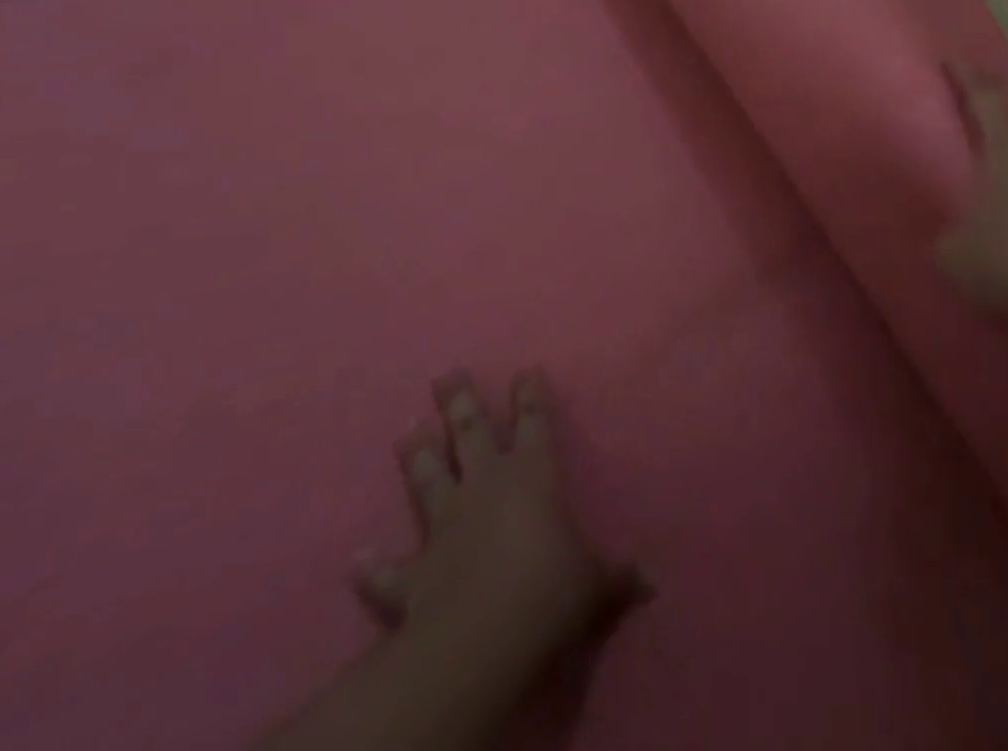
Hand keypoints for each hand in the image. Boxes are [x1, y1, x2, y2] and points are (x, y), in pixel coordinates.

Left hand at [359, 368, 638, 673]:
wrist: (481, 638)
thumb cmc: (549, 589)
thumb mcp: (594, 582)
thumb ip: (617, 576)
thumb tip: (651, 581)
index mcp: (532, 475)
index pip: (534, 422)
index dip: (530, 395)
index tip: (524, 369)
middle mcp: (485, 487)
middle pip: (470, 434)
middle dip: (460, 403)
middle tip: (446, 375)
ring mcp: (445, 526)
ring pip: (427, 479)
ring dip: (416, 456)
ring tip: (406, 429)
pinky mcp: (413, 574)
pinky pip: (388, 571)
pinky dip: (372, 568)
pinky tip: (356, 560)